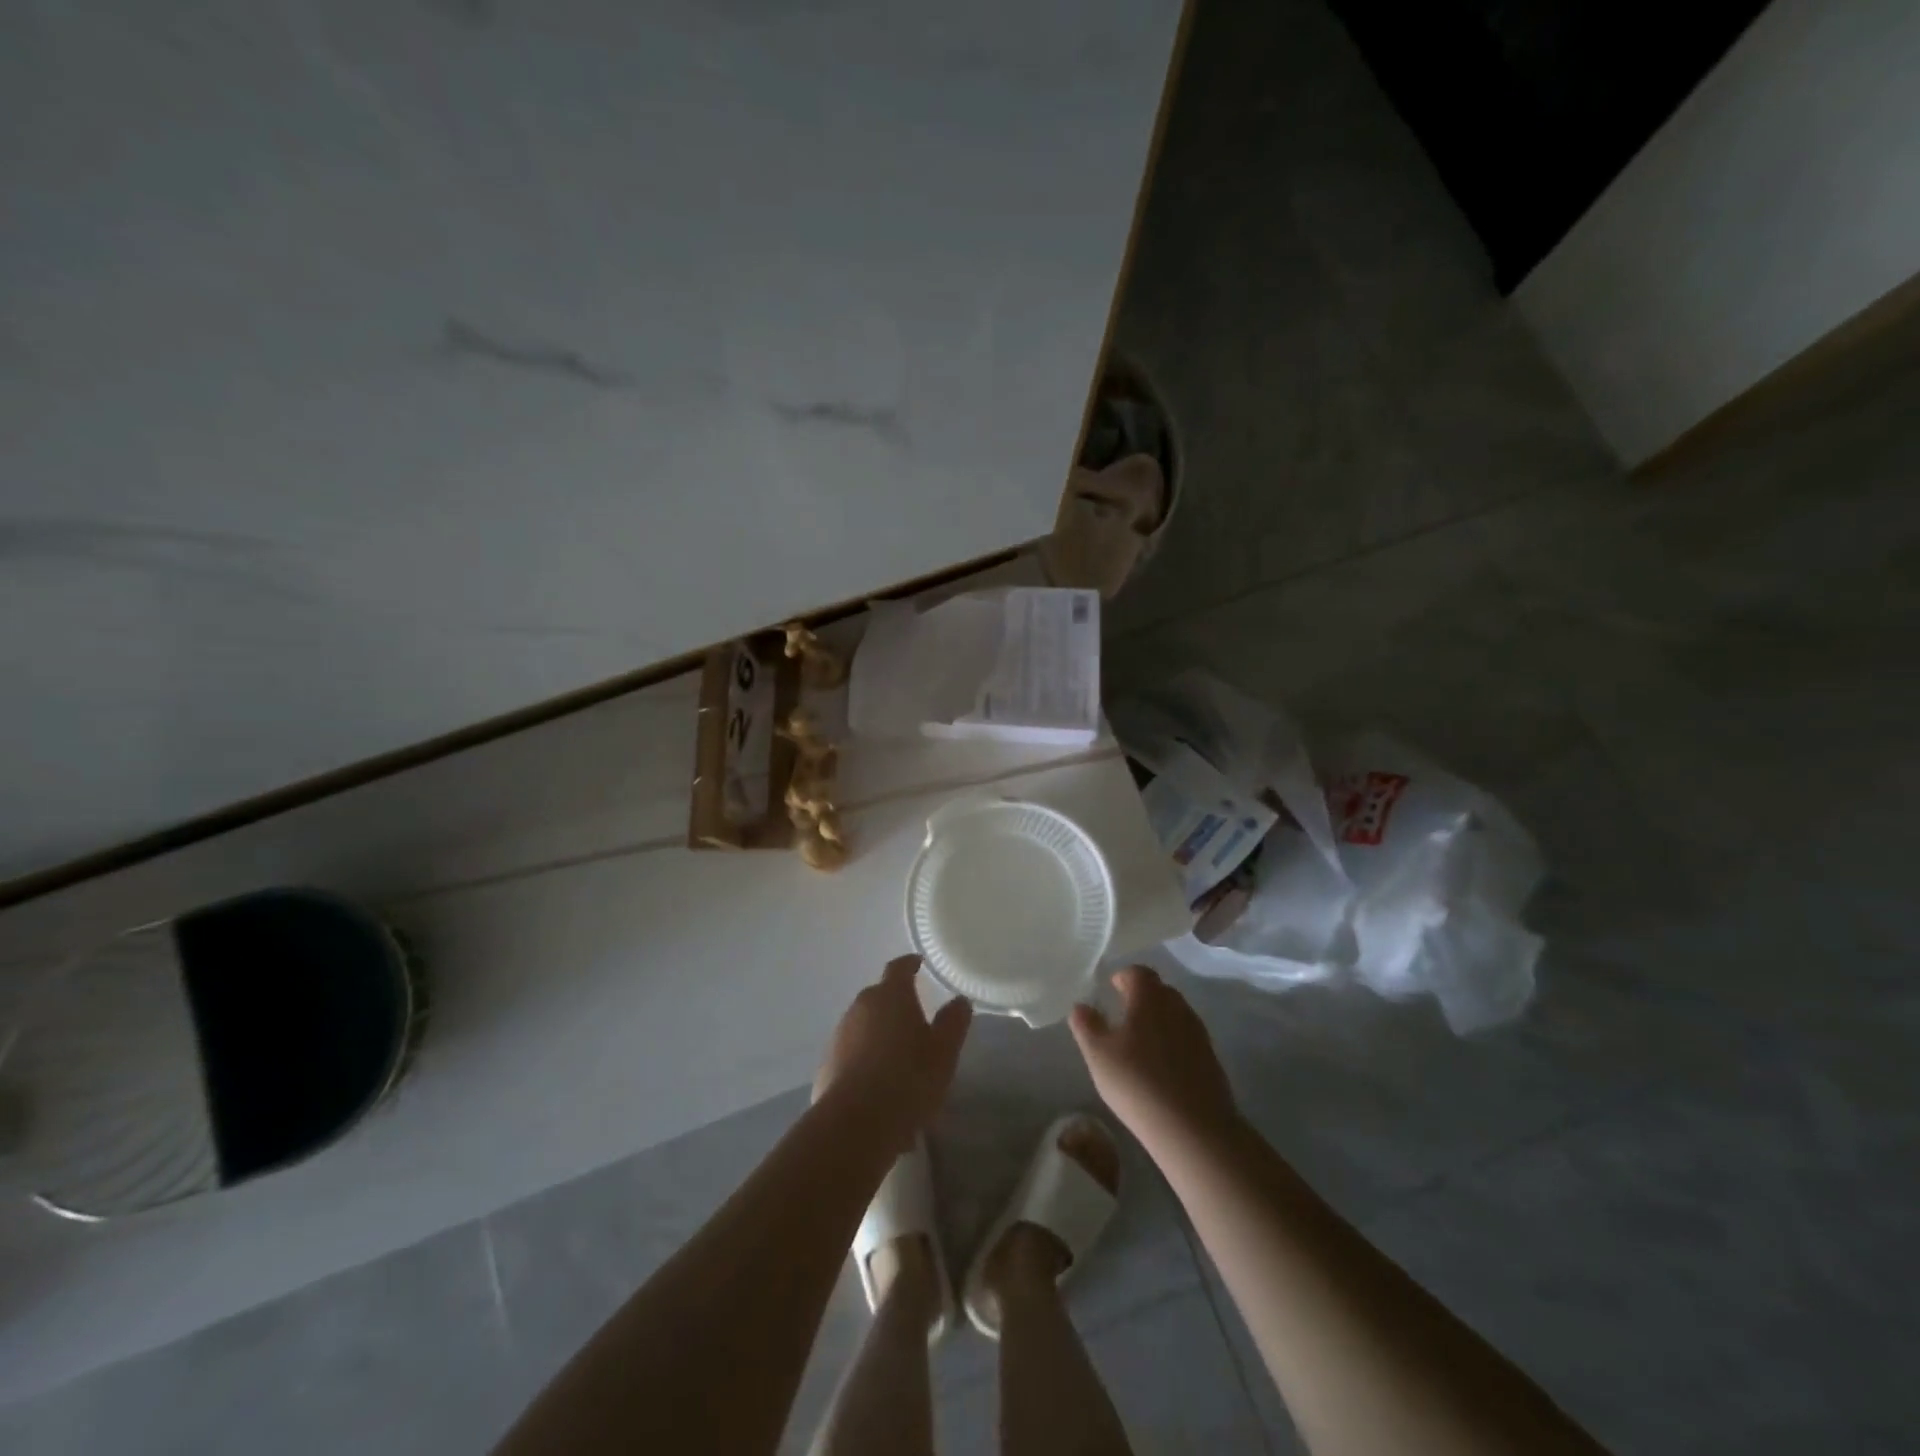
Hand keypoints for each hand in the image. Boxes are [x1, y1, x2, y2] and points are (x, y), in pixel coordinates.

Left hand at [814, 955, 972, 1138]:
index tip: (919, 965)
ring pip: (864, 1027)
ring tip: (900, 1063)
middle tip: (916, 1022)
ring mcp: (839, 1036)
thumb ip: (953, 1021)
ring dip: (880, 1036)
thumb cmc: (909, 1079)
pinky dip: (865, 1062)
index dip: (910, 965)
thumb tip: (959, 1000)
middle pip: (879, 997)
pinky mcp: (826, 1067)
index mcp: (890, 996)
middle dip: (896, 1005)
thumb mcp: (944, 1052)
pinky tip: (879, 1090)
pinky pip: (852, 1055)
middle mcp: (860, 1007)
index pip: (899, 968)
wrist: (855, 1125)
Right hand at [1070, 966, 1237, 1153]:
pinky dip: (1173, 1042)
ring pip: (1176, 1014)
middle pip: (1160, 990)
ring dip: (1159, 1020)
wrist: (1194, 1129)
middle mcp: (1177, 1007)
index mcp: (1150, 998)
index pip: (1139, 973)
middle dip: (1142, 996)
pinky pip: (1187, 1039)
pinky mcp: (1211, 1060)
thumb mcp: (1098, 1054)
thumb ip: (1086, 1025)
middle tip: (1123, 1013)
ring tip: (1140, 1042)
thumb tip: (1080, 1006)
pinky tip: (1161, 1066)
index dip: (1124, 976)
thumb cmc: (1138, 1083)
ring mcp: (1198, 1034)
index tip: (1112, 988)